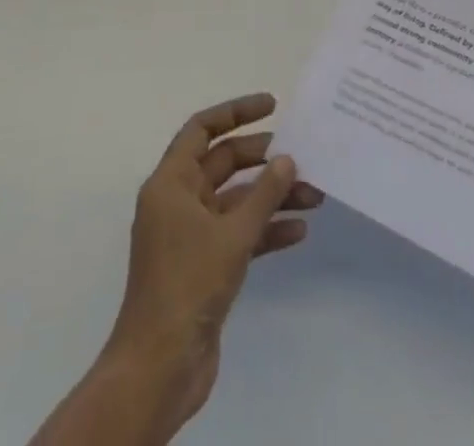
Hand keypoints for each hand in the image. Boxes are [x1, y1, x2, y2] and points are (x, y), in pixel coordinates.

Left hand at [102, 93, 324, 438]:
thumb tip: (287, 159)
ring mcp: (190, 235)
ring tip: (314, 195)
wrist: (159, 368)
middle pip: (223, 163)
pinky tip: (298, 232)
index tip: (272, 105)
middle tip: (302, 155)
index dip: (236, 112)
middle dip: (263, 159)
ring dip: (272, 197)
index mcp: (171, 182)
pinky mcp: (204, 266)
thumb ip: (263, 194)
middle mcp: (178, 201)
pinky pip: (238, 234)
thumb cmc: (188, 284)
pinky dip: (265, 231)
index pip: (202, 129)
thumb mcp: (232, 234)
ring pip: (236, 201)